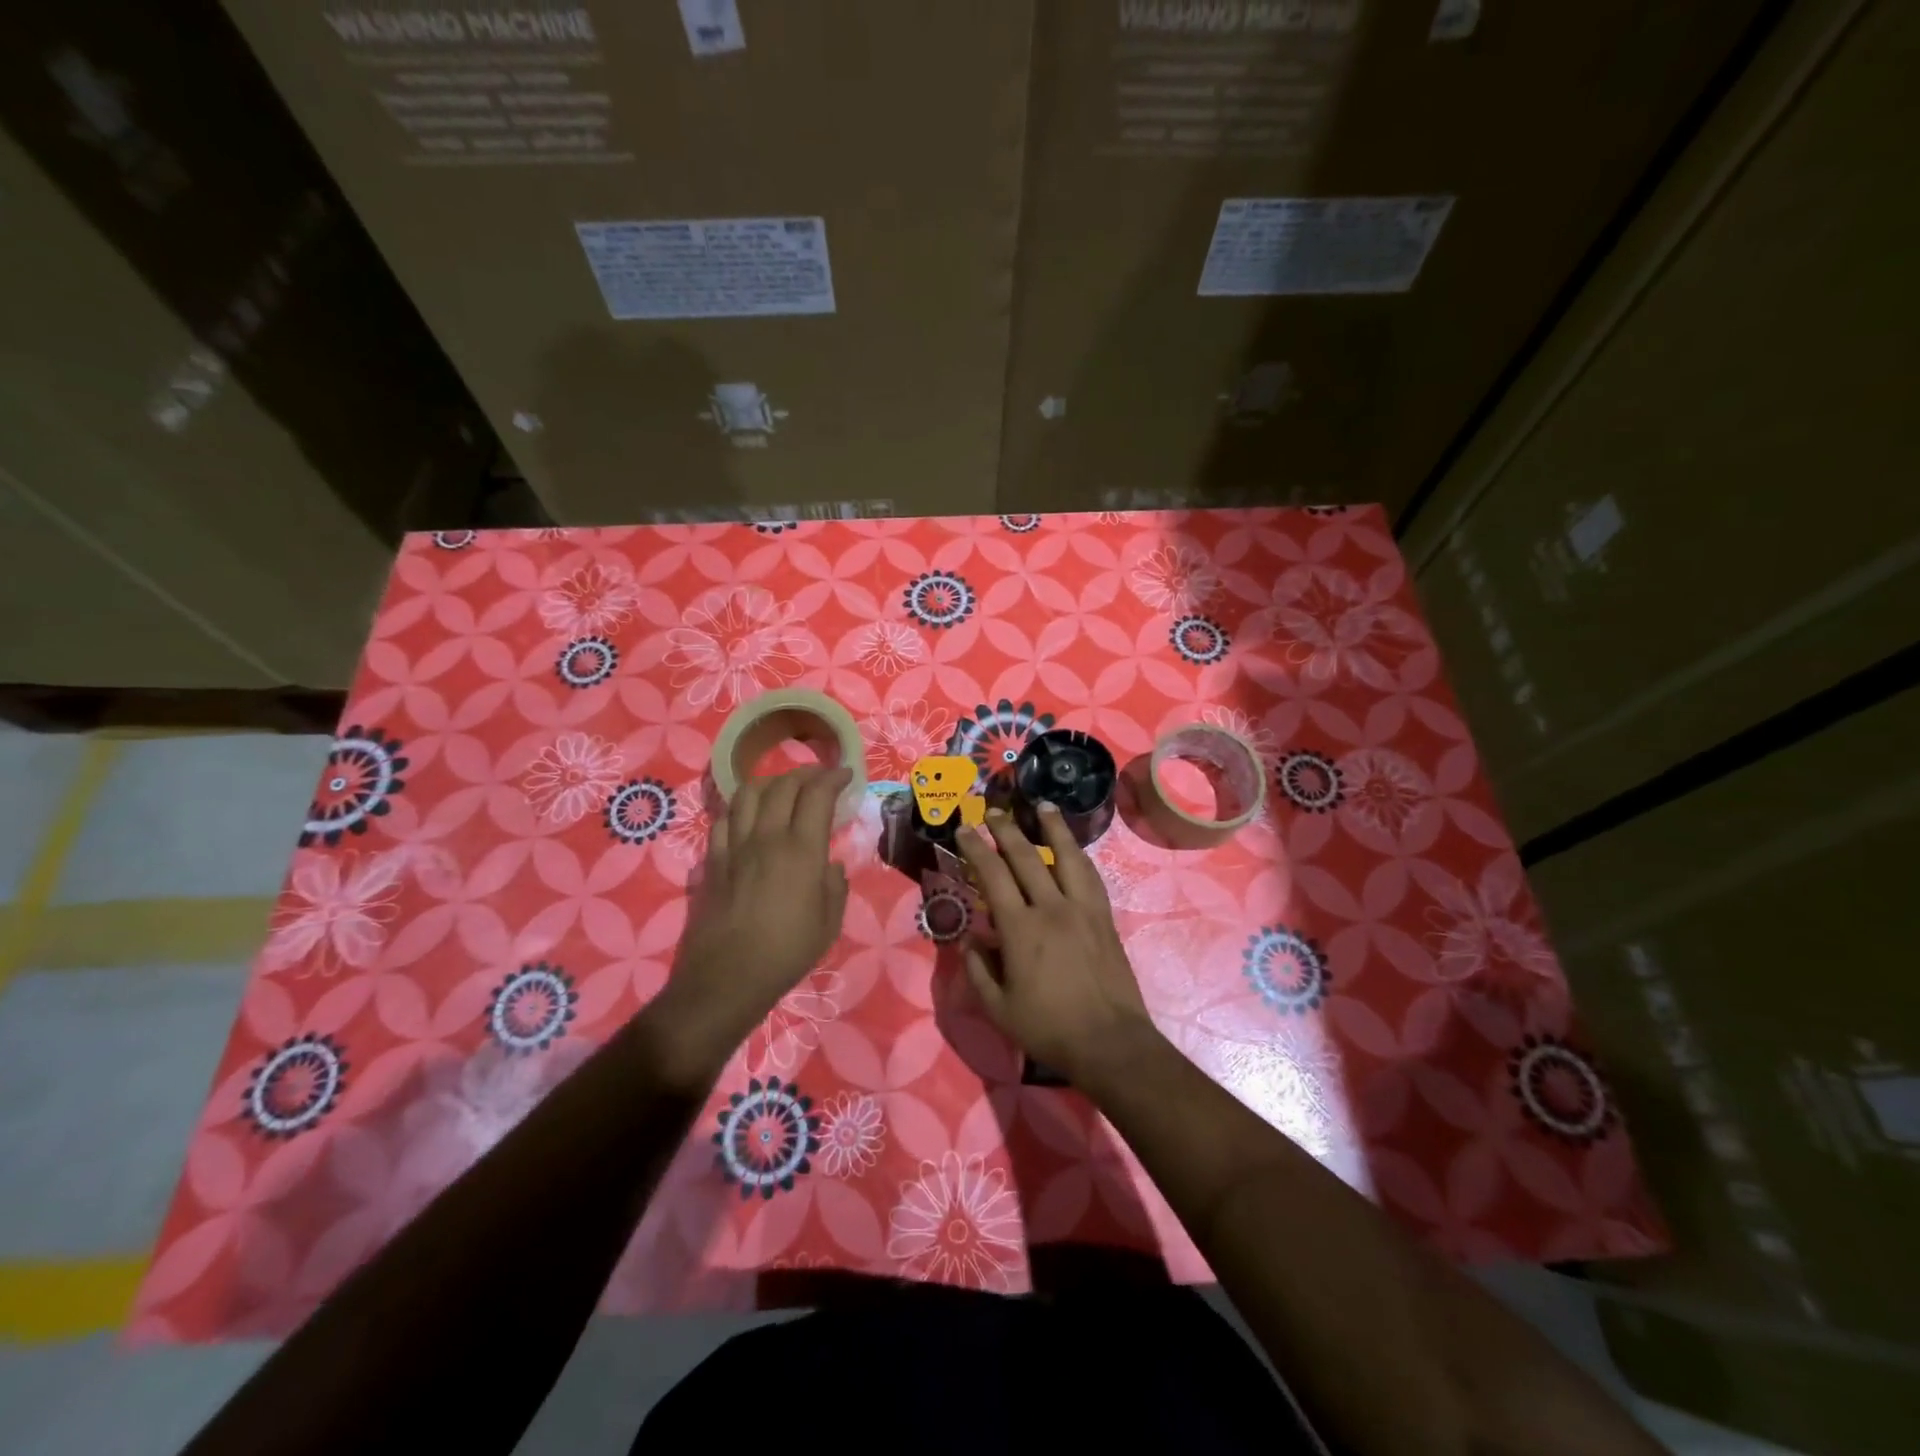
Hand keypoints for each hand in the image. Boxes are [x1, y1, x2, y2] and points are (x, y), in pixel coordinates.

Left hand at [659, 765, 851, 1066]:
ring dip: (770, 783)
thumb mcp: (830, 922)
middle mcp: (767, 837)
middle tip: (820, 778)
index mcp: (802, 850)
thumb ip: (834, 885)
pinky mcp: (712, 860)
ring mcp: (735, 846)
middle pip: (783, 785)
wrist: (727, 976)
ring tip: (783, 789)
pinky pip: (725, 819)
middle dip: (806, 773)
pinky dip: (741, 808)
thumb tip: (828, 864)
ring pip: (748, 793)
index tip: (846, 774)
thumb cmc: (787, 952)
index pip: (817, 794)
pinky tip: (749, 817)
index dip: (833, 777)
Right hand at [956, 803, 1158, 1086]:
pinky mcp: (1104, 917)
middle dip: (1006, 830)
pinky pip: (1090, 876)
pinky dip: (1078, 855)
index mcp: (1020, 929)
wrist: (1109, 1041)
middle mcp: (1051, 908)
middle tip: (993, 811)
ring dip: (1053, 827)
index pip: (992, 876)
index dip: (975, 849)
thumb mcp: (998, 1008)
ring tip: (1043, 806)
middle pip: (1026, 856)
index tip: (964, 829)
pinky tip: (1074, 848)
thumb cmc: (1048, 1028)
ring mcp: (1082, 909)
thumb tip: (968, 939)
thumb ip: (978, 970)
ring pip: (1067, 856)